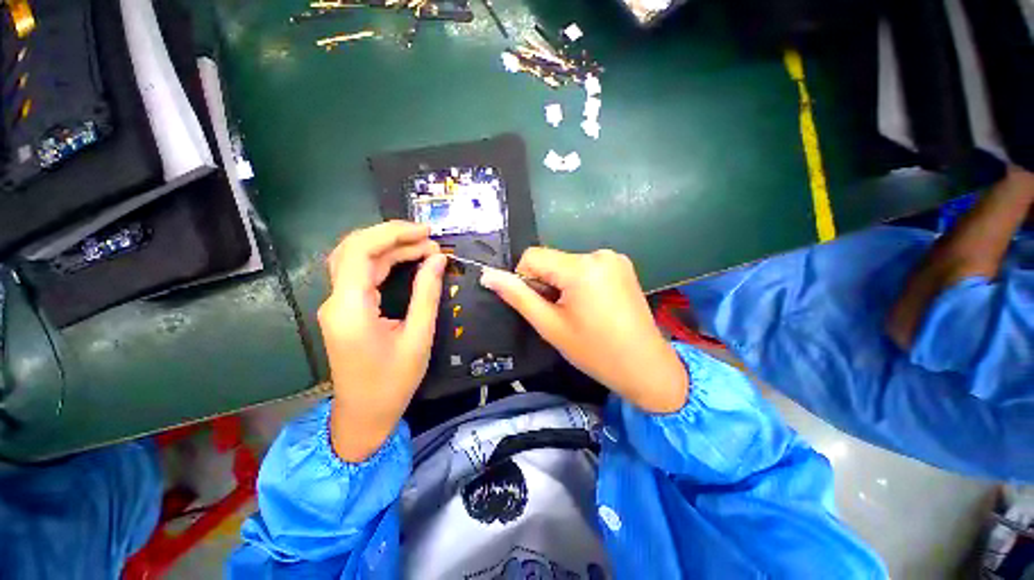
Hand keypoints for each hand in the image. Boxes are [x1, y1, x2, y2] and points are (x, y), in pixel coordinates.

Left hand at [318, 221, 445, 460]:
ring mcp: (333, 305)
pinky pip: (355, 275)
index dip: (393, 233)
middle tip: (427, 239)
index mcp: (350, 308)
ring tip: (421, 248)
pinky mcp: (338, 311)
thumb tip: (438, 260)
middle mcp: (335, 300)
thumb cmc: (391, 386)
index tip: (426, 234)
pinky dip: (378, 263)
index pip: (361, 250)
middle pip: (353, 248)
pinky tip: (403, 262)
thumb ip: (426, 296)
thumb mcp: (416, 341)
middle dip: (390, 236)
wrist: (363, 416)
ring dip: (385, 248)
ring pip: (353, 258)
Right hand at [480, 248, 688, 412]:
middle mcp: (599, 253)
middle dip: (549, 285)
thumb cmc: (595, 352)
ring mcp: (616, 258)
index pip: (532, 256)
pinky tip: (597, 309)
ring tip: (582, 317)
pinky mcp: (625, 266)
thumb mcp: (551, 327)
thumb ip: (519, 297)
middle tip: (563, 319)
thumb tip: (487, 275)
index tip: (540, 309)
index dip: (525, 281)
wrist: (644, 365)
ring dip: (566, 285)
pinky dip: (584, 283)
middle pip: (553, 261)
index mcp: (581, 267)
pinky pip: (590, 268)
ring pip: (571, 265)